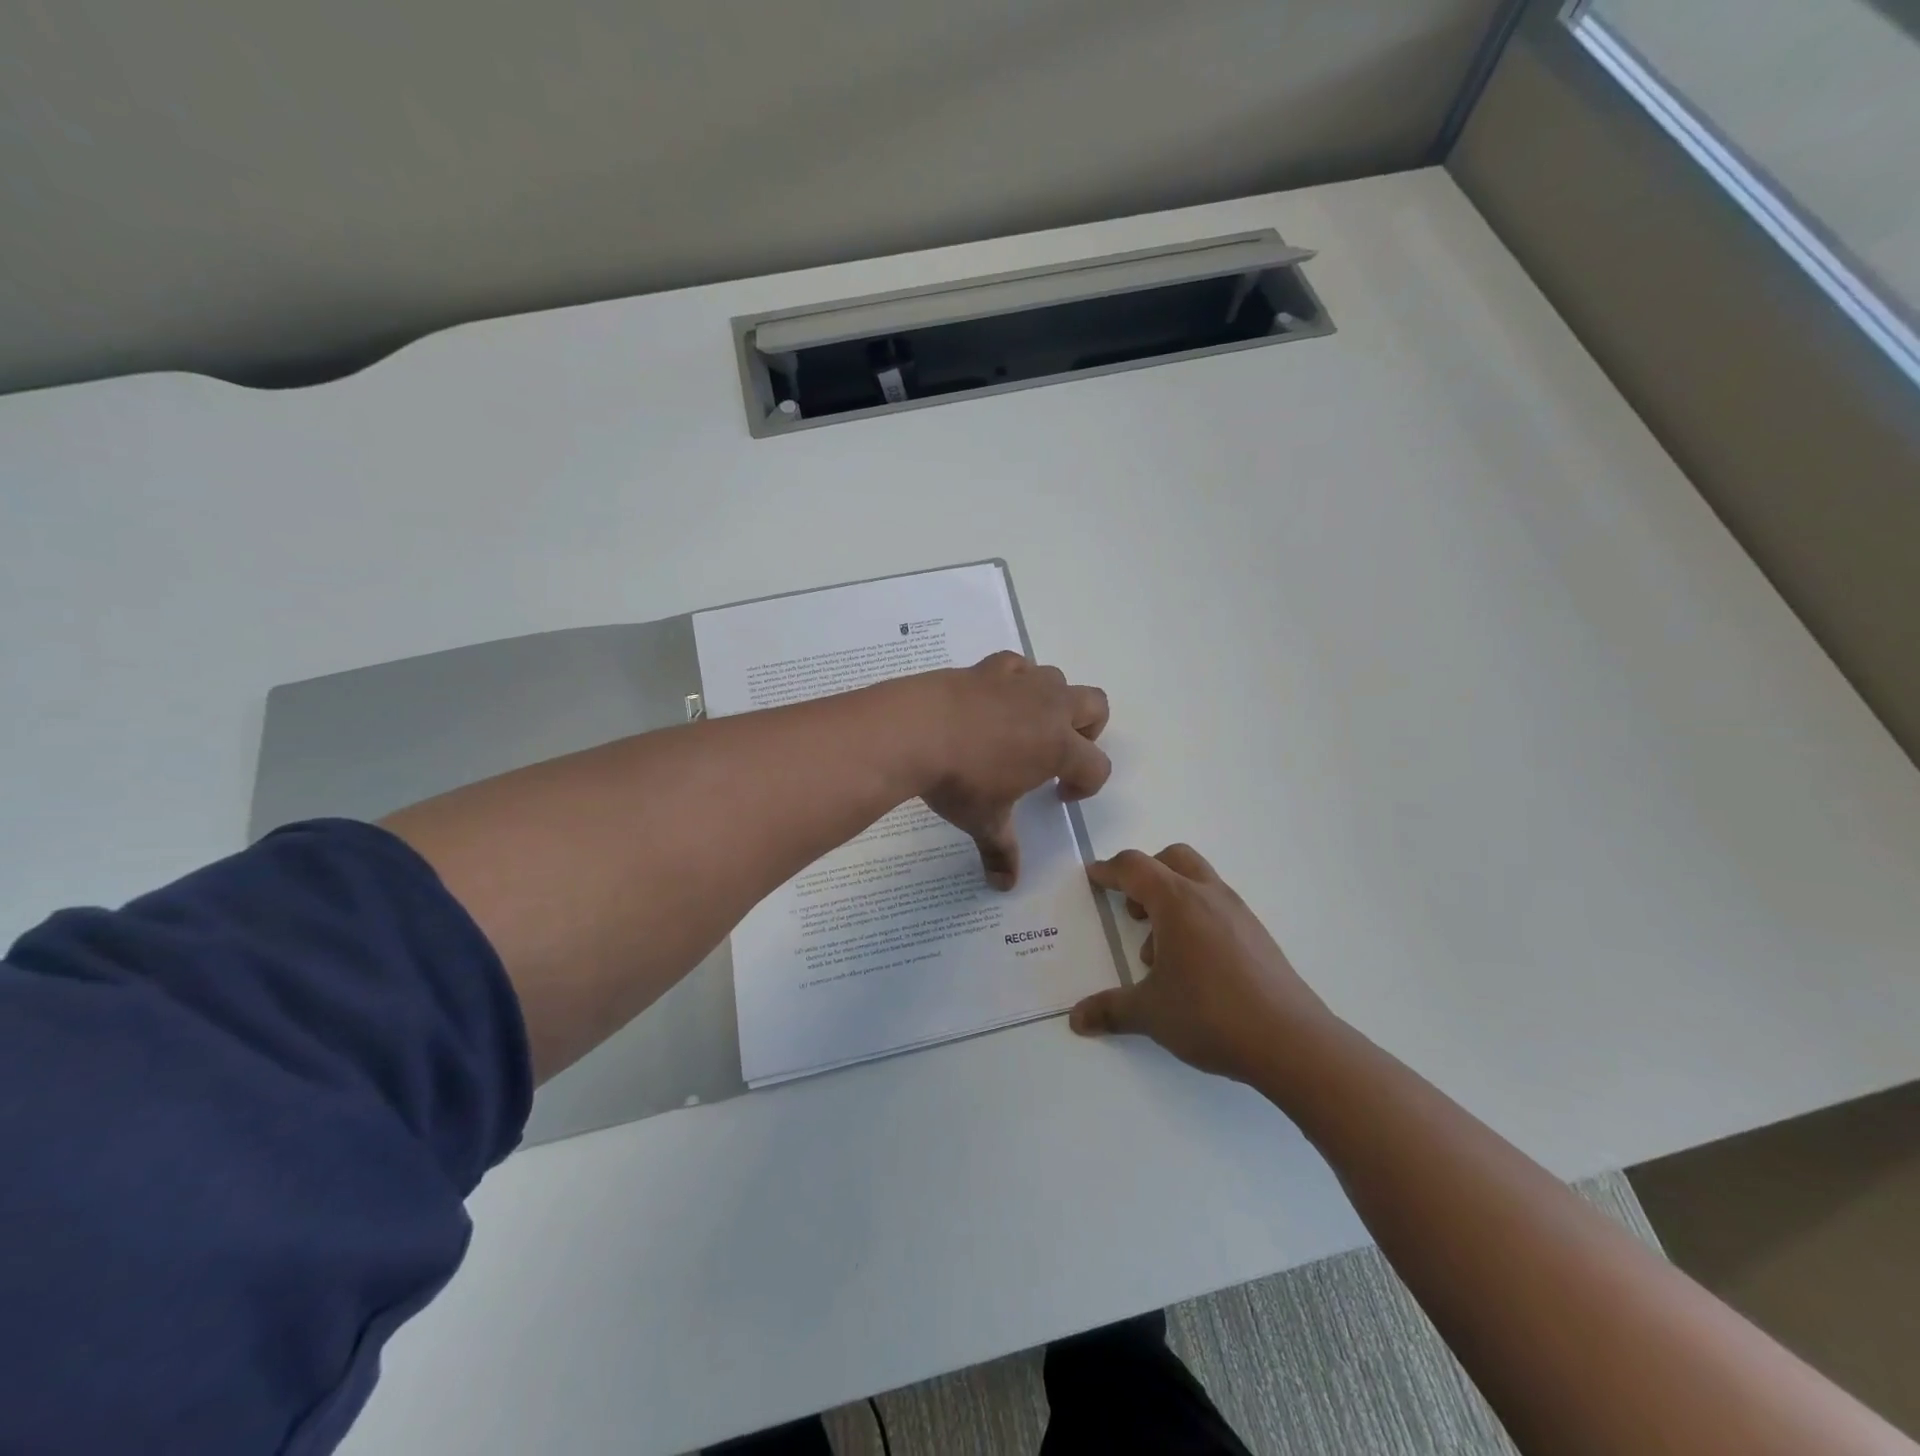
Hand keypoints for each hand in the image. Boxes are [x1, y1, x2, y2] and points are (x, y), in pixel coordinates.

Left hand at [910, 652, 1110, 888]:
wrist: (915, 730)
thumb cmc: (959, 782)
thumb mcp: (983, 821)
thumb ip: (1001, 851)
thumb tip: (1004, 886)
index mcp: (1058, 748)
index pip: (1096, 766)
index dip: (1086, 785)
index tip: (1059, 797)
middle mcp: (1048, 708)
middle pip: (1095, 706)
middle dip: (1087, 730)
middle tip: (1058, 754)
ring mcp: (1019, 683)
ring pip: (1057, 679)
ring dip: (1052, 701)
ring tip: (1024, 725)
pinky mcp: (988, 667)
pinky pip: (1017, 665)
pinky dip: (1016, 679)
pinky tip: (996, 697)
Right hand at [1069, 843, 1334, 1084]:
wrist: (1292, 1042)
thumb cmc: (1211, 1015)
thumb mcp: (1150, 1013)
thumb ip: (1110, 1009)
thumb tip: (1077, 1019)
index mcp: (1177, 902)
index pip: (1135, 868)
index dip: (1109, 870)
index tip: (1094, 876)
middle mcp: (1209, 896)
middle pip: (1173, 858)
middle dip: (1146, 874)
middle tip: (1132, 909)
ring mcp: (1239, 914)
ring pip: (1199, 882)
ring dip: (1172, 900)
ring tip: (1160, 951)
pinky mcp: (1258, 936)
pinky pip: (1218, 908)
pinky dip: (1196, 920)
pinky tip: (1193, 967)